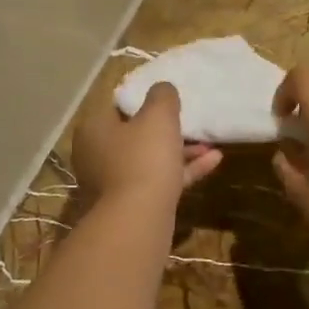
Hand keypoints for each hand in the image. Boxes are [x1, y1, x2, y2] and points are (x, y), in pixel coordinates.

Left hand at [72, 84, 221, 212]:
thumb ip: (162, 97)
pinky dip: (183, 171)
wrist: (137, 219)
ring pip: (149, 160)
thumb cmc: (144, 159)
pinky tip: (214, 161)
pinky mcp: (131, 205)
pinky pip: (159, 181)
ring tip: (209, 144)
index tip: (167, 101)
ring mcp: (113, 183)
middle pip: (134, 135)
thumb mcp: (158, 117)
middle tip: (190, 123)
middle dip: (166, 130)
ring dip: (180, 151)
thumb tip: (163, 88)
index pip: (117, 106)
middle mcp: (97, 155)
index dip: (143, 101)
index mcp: (95, 129)